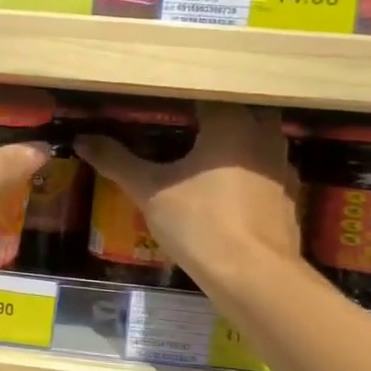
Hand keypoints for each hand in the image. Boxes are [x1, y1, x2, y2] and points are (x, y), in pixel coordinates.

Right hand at [75, 103, 300, 281]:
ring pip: (261, 138)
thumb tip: (82, 139)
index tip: (161, 103)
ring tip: (205, 152)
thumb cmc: (199, 223)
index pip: (207, 94)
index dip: (182, 97)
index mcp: (231, 124)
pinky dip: (249, 170)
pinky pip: (266, 169)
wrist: (253, 275)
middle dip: (217, 113)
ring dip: (237, 140)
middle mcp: (263, 136)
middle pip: (242, 110)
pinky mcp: (288, 197)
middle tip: (185, 124)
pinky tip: (228, 188)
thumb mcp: (149, 190)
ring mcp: (282, 167)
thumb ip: (116, 161)